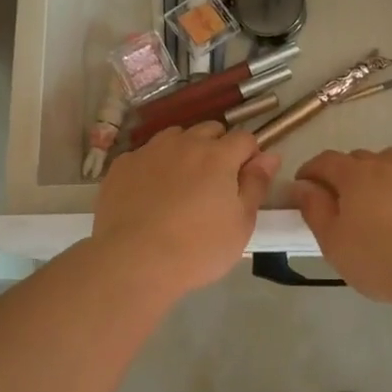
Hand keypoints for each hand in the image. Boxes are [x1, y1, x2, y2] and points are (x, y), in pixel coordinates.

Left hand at [91, 122, 280, 298]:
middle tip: (215, 183)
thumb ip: (256, 184)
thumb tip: (270, 156)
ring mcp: (149, 151)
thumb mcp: (241, 224)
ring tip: (182, 184)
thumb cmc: (197, 248)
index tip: (246, 179)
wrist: (133, 261)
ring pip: (175, 137)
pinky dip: (154, 166)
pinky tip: (149, 194)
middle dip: (218, 147)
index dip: (250, 155)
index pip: (244, 137)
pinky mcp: (122, 165)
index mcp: (218, 155)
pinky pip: (145, 155)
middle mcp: (184, 143)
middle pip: (210, 130)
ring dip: (185, 151)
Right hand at [292, 147, 391, 304]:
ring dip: (383, 175)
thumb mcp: (334, 244)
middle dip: (347, 175)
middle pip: (359, 159)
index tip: (306, 186)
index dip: (312, 171)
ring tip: (386, 203)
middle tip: (347, 204)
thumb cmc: (381, 262)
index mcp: (355, 175)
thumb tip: (302, 186)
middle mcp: (387, 161)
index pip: (325, 161)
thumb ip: (314, 209)